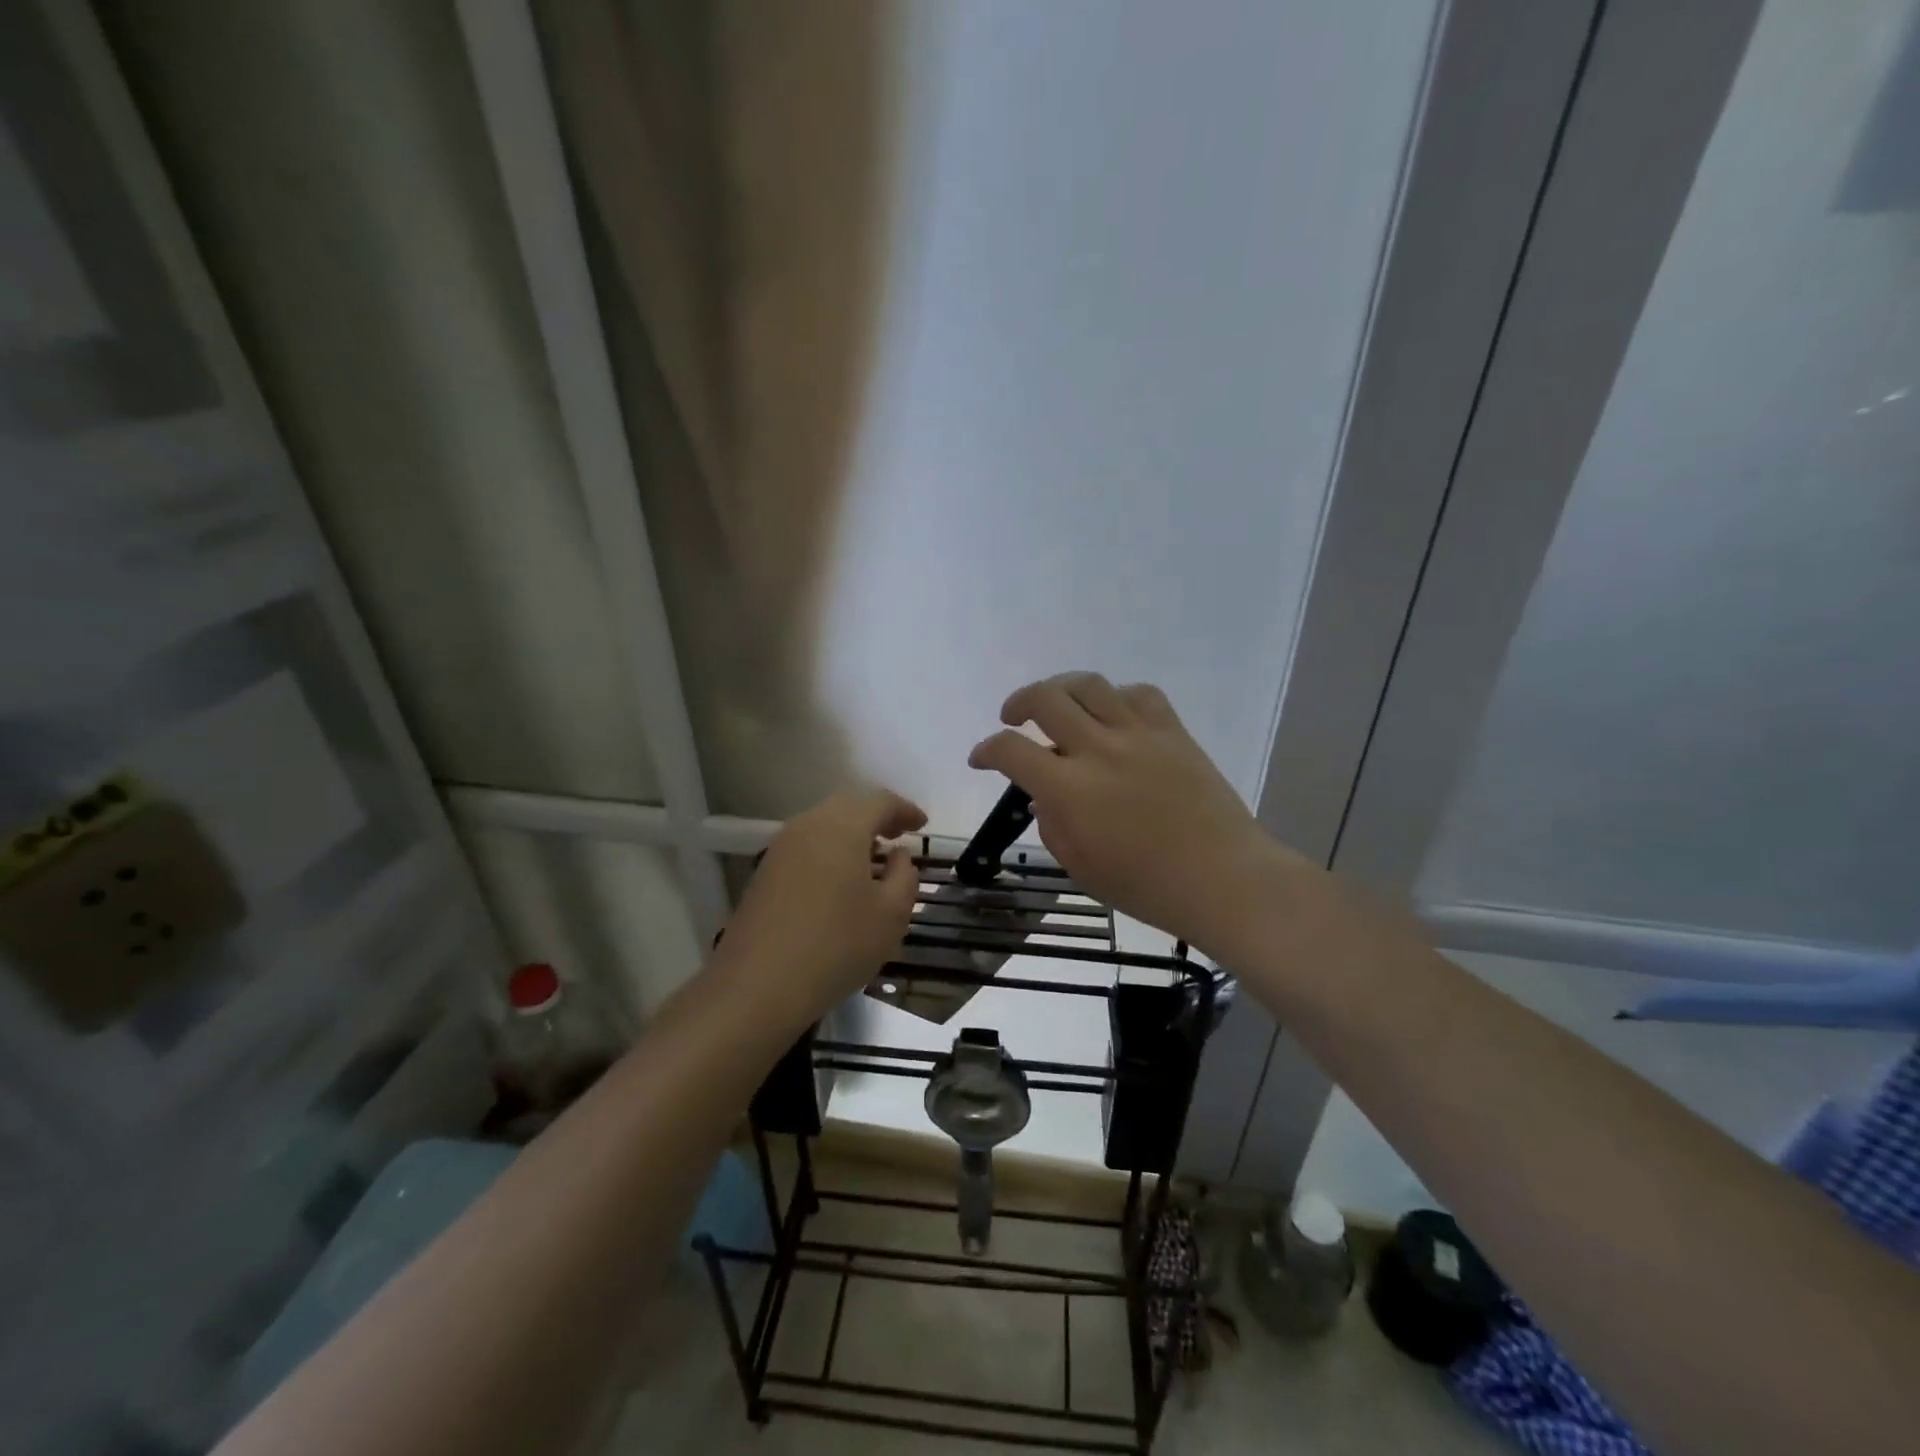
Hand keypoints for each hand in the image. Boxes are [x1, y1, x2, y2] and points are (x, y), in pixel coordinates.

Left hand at [715, 786, 926, 1027]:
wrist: (756, 987)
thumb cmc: (836, 946)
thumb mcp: (890, 915)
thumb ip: (904, 877)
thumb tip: (898, 856)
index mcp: (841, 827)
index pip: (879, 801)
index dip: (905, 809)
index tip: (923, 825)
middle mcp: (808, 826)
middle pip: (848, 806)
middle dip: (876, 816)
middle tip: (899, 836)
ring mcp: (780, 848)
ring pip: (824, 825)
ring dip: (852, 834)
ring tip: (873, 859)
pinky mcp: (765, 873)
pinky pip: (807, 847)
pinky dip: (830, 851)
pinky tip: (841, 880)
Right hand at [969, 673, 1307, 957]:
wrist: (1222, 879)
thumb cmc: (1146, 886)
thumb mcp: (1079, 866)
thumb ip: (1051, 822)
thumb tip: (1045, 792)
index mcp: (1070, 789)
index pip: (1011, 750)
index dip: (986, 750)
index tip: (981, 758)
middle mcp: (1100, 749)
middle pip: (1045, 698)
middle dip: (1017, 703)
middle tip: (1013, 719)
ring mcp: (1139, 735)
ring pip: (1089, 684)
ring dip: (1061, 688)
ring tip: (1056, 705)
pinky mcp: (1173, 731)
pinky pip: (1138, 693)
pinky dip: (1115, 697)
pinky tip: (1112, 715)